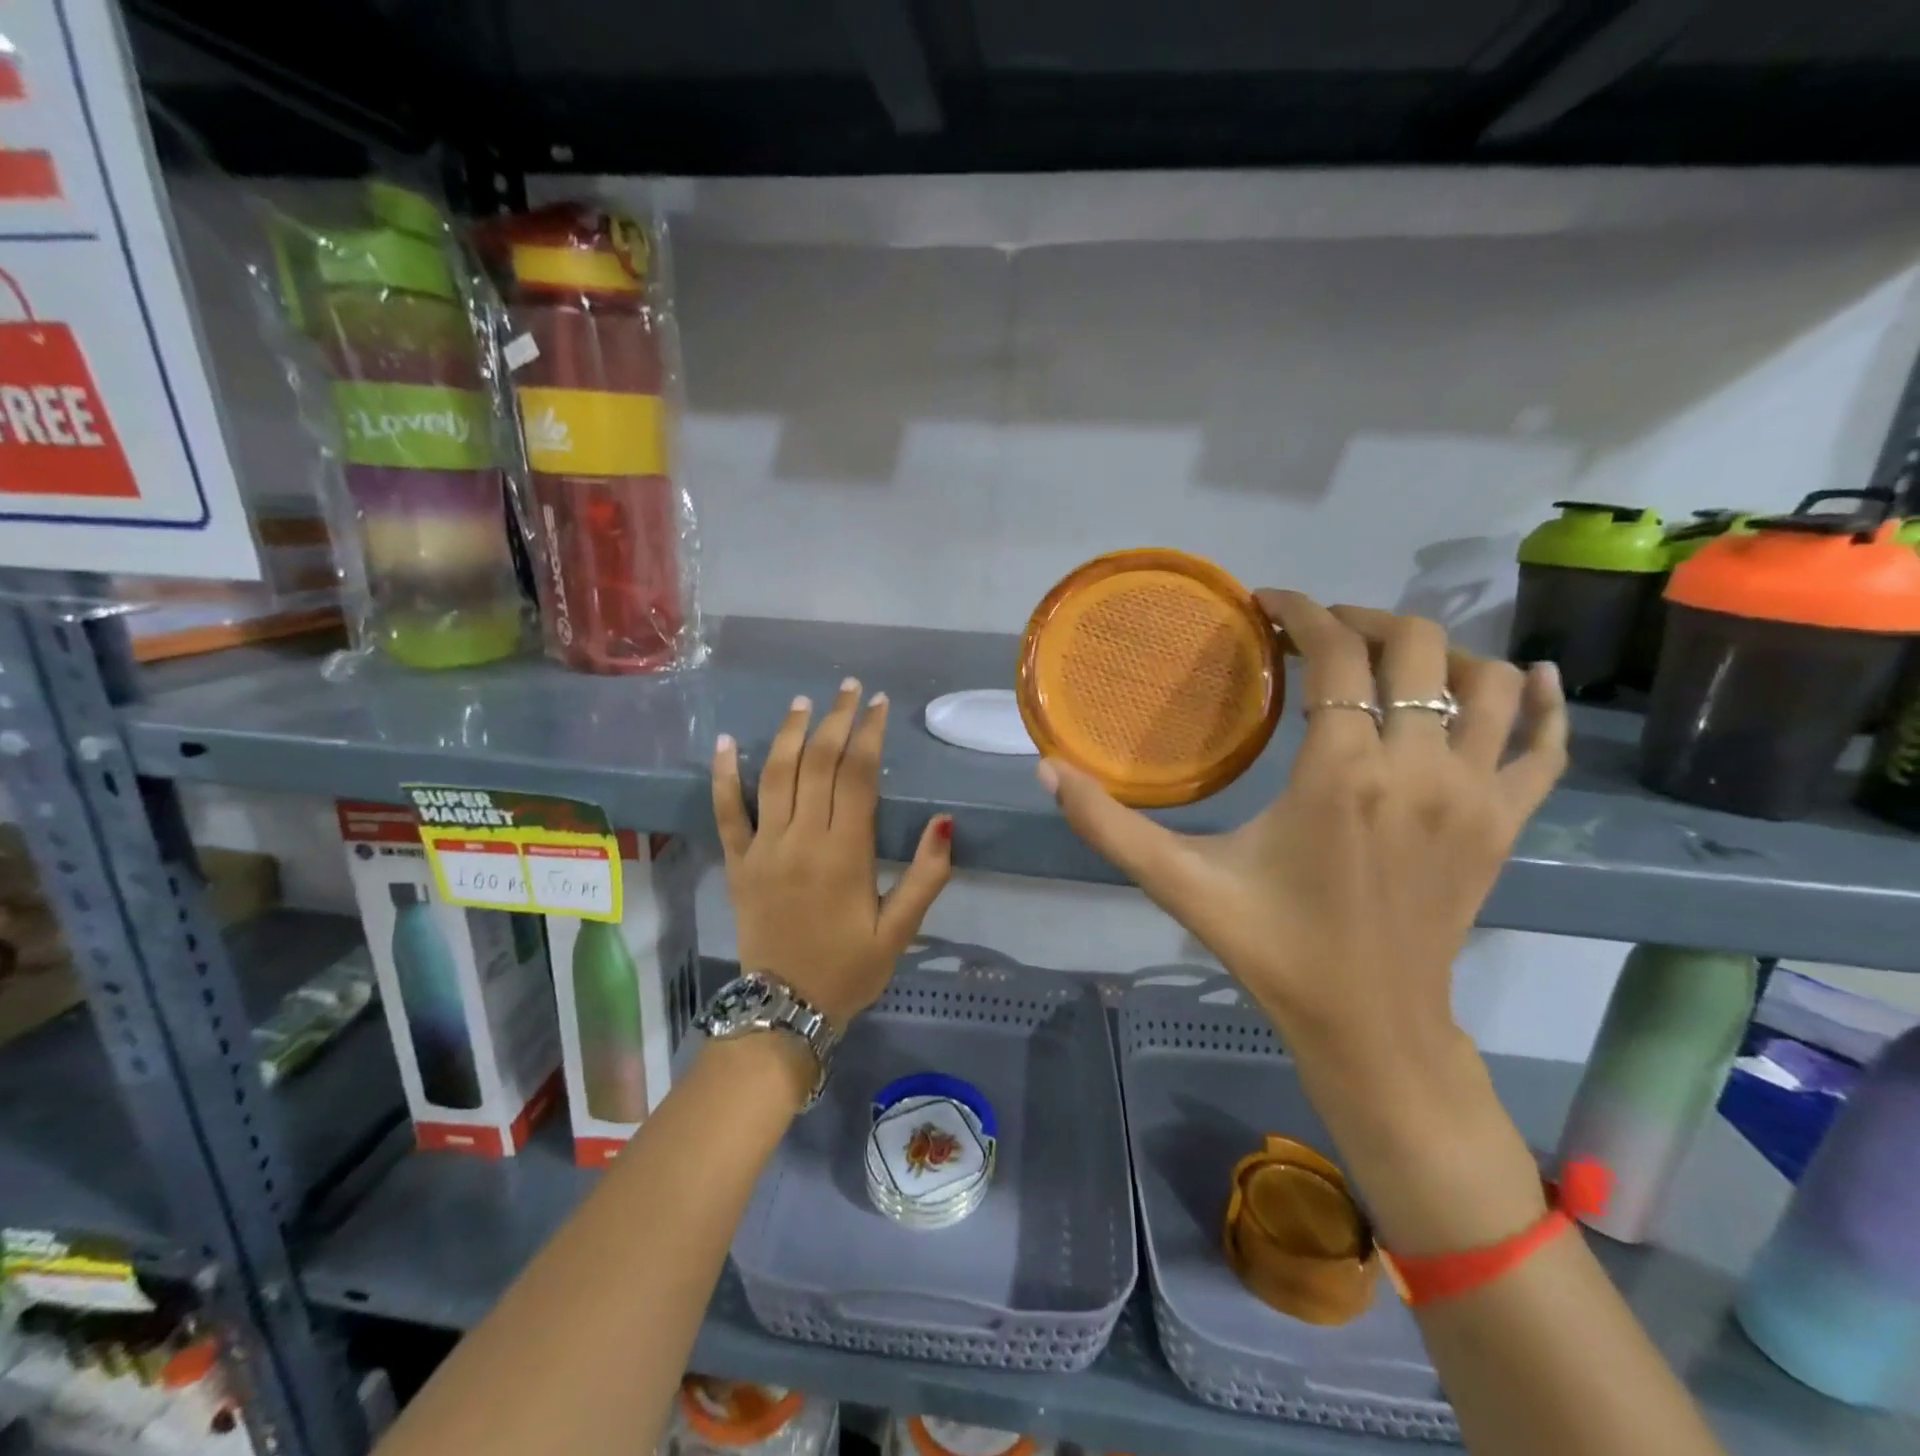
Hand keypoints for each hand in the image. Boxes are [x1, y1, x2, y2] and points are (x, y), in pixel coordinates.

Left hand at [713, 678, 953, 1029]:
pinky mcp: (737, 862)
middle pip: (817, 763)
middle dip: (835, 720)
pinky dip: (724, 775)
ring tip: (804, 701)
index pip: (857, 775)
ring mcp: (763, 848)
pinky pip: (726, 812)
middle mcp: (802, 839)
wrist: (784, 1010)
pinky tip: (728, 741)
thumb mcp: (900, 930)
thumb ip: (927, 875)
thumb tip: (945, 820)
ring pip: (775, 775)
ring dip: (790, 733)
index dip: (869, 733)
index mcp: (845, 853)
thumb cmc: (850, 970)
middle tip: (848, 689)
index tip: (878, 703)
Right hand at [1039, 592, 1567, 1096]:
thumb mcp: (1181, 884)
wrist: (1370, 1027)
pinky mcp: (1506, 824)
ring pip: (1486, 680)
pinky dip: (1539, 703)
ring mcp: (1476, 795)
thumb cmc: (1273, 948)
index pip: (1337, 655)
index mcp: (1342, 773)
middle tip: (1317, 632)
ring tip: (1387, 659)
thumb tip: (1046, 768)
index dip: (1302, 612)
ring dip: (1438, 652)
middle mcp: (1420, 767)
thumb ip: (1108, 825)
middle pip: (1416, 646)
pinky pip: (1543, 745)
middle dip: (1362, 621)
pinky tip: (1527, 676)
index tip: (1269, 604)